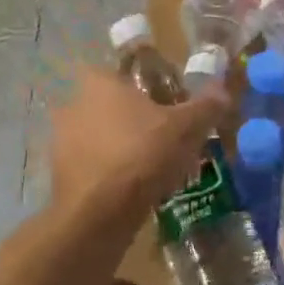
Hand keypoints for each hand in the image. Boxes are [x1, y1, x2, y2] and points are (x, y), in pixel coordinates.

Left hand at [48, 67, 230, 220]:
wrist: (97, 214)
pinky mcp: (59, 173)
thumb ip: (205, 106)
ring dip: (124, 146)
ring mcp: (62, 139)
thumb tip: (223, 91)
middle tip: (167, 135)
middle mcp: (74, 103)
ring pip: (102, 135)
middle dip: (138, 118)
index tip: (170, 102)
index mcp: (99, 82)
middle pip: (114, 104)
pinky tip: (134, 187)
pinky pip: (93, 163)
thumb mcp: (185, 127)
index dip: (150, 85)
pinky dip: (111, 171)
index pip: (126, 70)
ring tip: (154, 165)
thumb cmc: (141, 154)